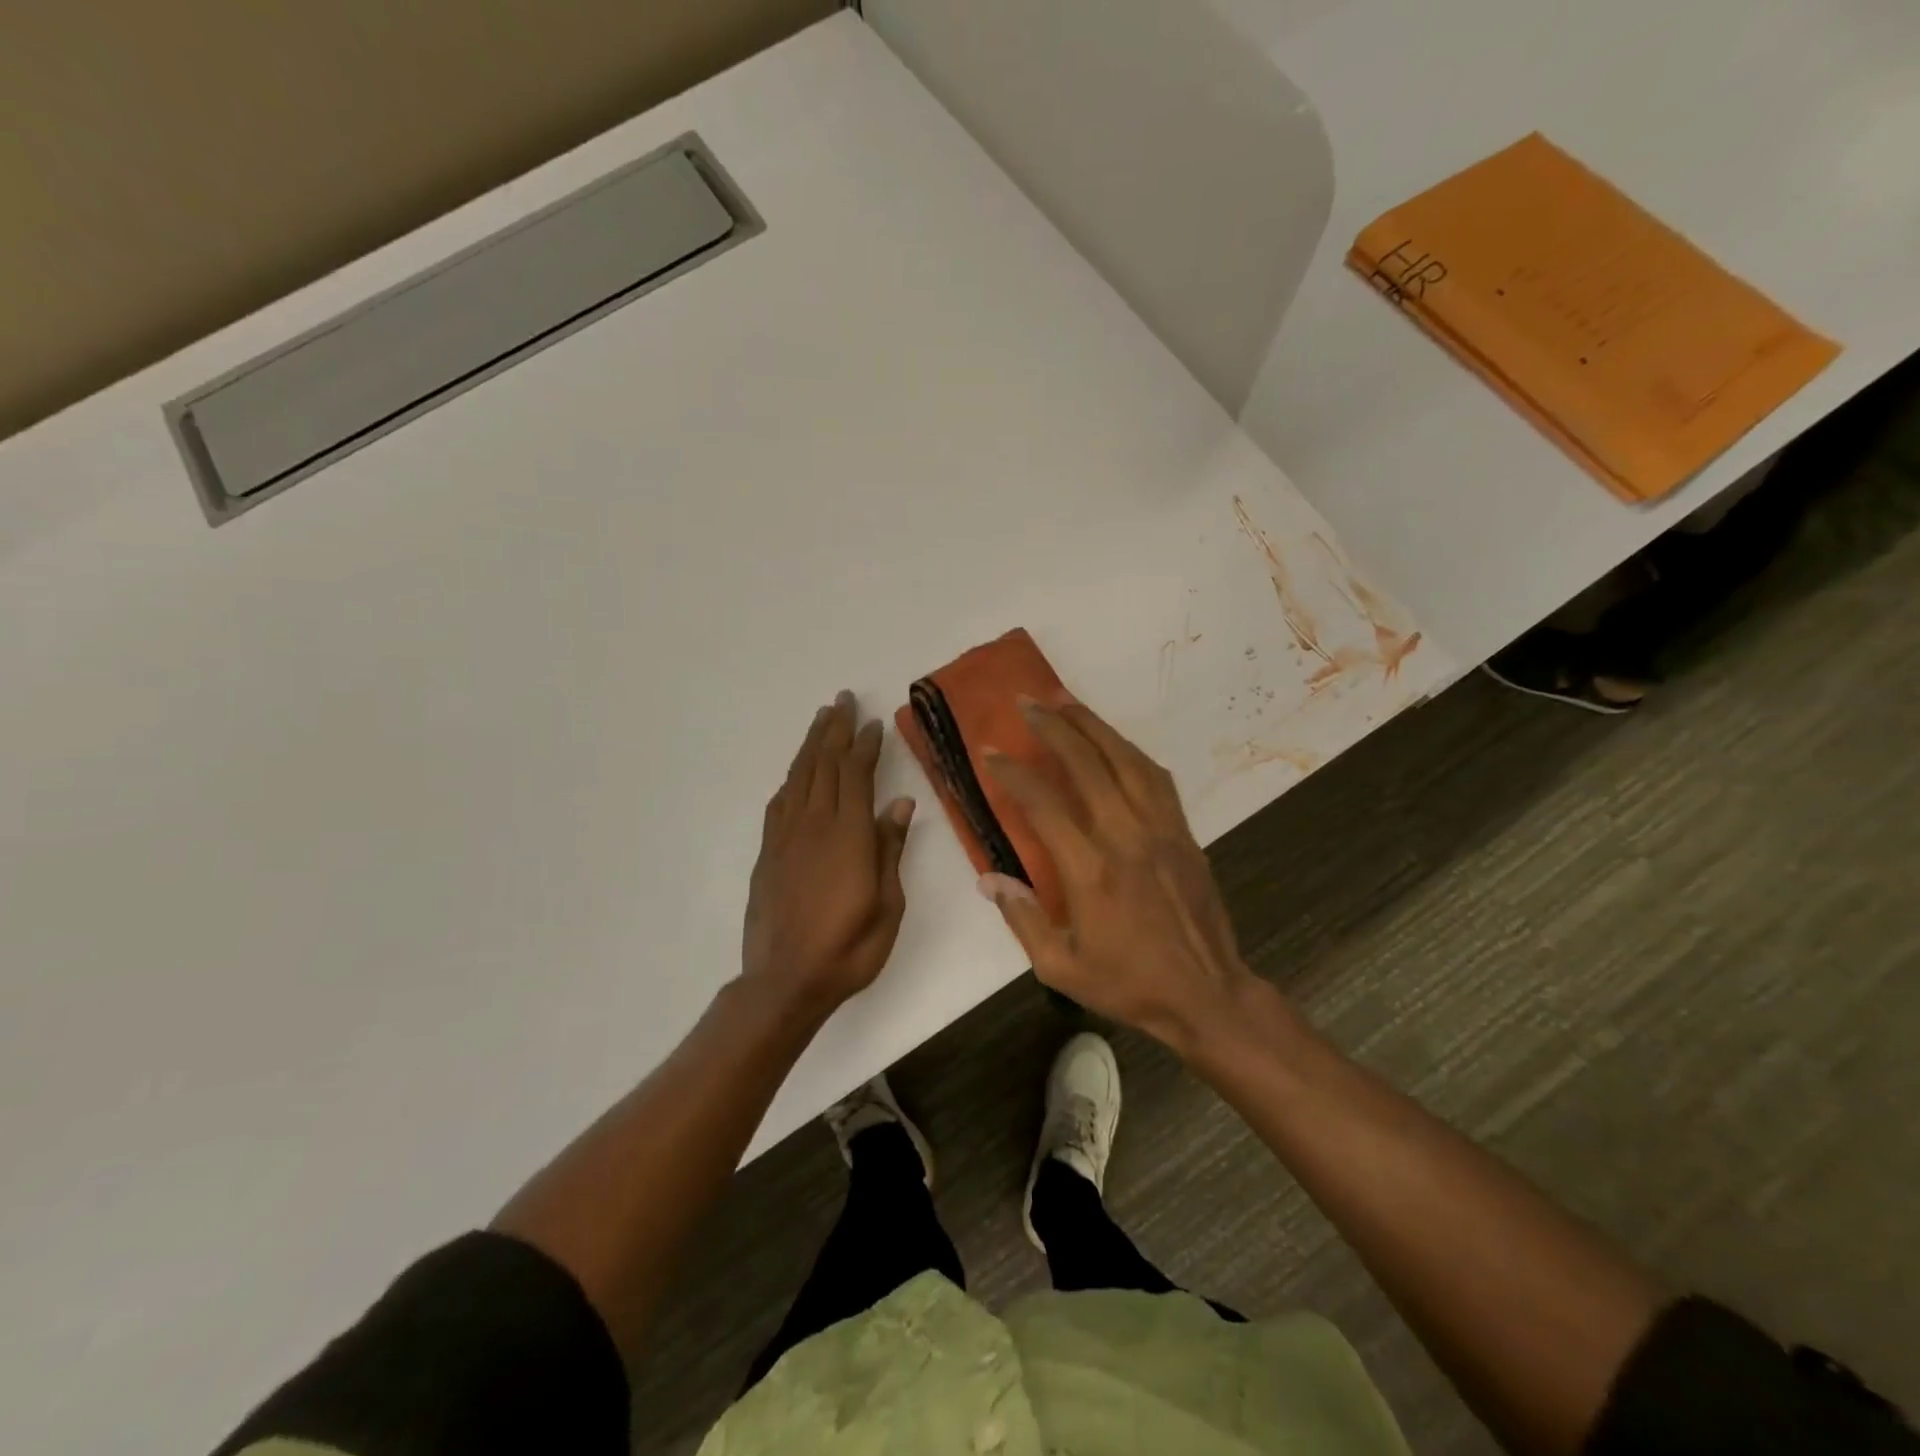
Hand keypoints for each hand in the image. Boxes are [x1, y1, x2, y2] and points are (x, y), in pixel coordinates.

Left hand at [742, 691, 915, 1012]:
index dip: (865, 745)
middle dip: (836, 730)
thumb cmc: (849, 948)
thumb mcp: (887, 904)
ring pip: (799, 777)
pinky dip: (791, 779)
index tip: (873, 722)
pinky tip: (797, 772)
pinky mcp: (768, 853)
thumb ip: (890, 849)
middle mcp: (814, 825)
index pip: (856, 775)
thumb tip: (900, 803)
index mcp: (848, 835)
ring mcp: (786, 837)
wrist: (785, 981)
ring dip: (811, 744)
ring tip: (821, 718)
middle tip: (843, 700)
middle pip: (824, 765)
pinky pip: (780, 803)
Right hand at [979, 700, 1254, 1052]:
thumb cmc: (1129, 985)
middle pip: (1088, 764)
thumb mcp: (1061, 968)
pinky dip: (1131, 752)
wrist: (1207, 995)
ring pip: (1127, 760)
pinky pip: (1157, 779)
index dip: (1014, 773)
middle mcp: (1127, 837)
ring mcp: (1161, 830)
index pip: (1044, 805)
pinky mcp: (1184, 834)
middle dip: (1054, 727)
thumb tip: (988, 878)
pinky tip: (1115, 743)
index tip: (991, 752)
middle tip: (1027, 701)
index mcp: (1091, 871)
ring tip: (1067, 701)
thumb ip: (1022, 919)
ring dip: (1094, 725)